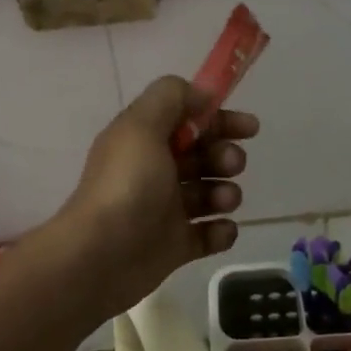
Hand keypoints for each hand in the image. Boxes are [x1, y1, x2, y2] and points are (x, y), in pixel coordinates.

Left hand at [52, 76, 258, 317]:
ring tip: (223, 201)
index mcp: (143, 140)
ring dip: (226, 192)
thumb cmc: (126, 185)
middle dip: (224, 155)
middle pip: (202, 156)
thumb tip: (203, 94)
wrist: (101, 256)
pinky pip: (209, 234)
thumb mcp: (142, 126)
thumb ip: (171, 98)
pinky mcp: (175, 246)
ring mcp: (165, 211)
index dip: (219, 119)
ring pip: (209, 194)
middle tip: (230, 164)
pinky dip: (221, 231)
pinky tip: (220, 230)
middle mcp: (154, 172)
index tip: (249, 127)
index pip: (187, 120)